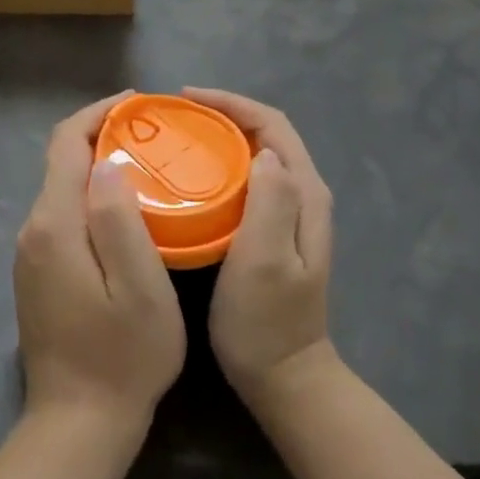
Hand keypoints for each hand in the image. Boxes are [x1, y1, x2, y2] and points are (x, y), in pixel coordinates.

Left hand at [14, 93, 185, 432]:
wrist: (77, 425)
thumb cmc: (122, 357)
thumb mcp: (139, 289)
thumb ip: (119, 221)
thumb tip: (106, 163)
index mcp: (55, 225)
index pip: (66, 143)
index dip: (99, 113)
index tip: (139, 105)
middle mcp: (33, 230)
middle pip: (61, 161)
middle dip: (103, 136)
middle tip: (155, 135)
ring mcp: (31, 254)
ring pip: (63, 189)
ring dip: (98, 166)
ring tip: (148, 165)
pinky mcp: (38, 273)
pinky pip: (63, 215)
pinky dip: (91, 197)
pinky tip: (126, 210)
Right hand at [184, 89, 338, 414]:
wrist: (285, 378)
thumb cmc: (267, 321)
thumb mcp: (267, 260)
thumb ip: (272, 202)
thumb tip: (263, 151)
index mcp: (304, 192)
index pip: (272, 124)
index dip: (231, 104)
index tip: (186, 99)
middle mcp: (303, 194)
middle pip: (265, 134)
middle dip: (222, 114)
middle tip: (175, 116)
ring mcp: (291, 213)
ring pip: (255, 155)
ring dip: (220, 138)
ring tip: (178, 137)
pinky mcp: (274, 231)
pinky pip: (248, 180)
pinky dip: (221, 166)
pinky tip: (193, 178)